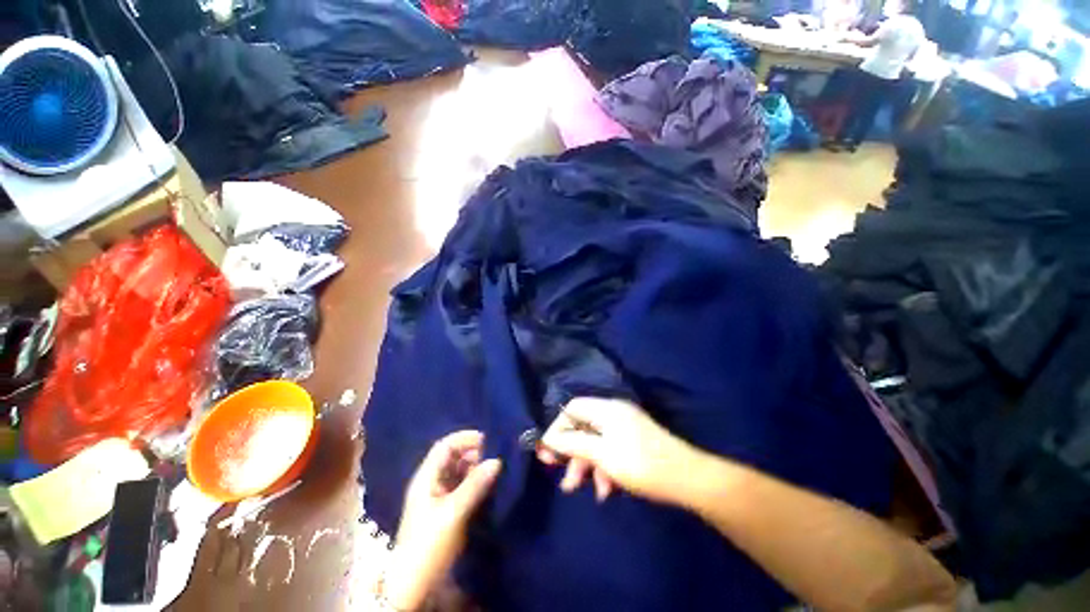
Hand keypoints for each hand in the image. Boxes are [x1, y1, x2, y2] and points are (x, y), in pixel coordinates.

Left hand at [383, 431, 501, 610]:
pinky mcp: (445, 510)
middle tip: (494, 454)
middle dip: (473, 452)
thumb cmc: (429, 544)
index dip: (464, 438)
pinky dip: (474, 481)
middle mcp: (431, 483)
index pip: (444, 446)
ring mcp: (437, 497)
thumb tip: (497, 460)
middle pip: (452, 457)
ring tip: (494, 468)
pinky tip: (488, 484)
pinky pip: (461, 487)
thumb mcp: (453, 513)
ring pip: (458, 472)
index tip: (487, 439)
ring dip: (475, 467)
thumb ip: (475, 485)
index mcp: (426, 478)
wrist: (414, 586)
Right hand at [537, 397, 706, 507]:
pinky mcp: (633, 442)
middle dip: (572, 452)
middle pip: (583, 427)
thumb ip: (573, 444)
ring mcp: (625, 427)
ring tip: (587, 490)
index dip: (558, 427)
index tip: (548, 451)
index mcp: (606, 408)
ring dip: (588, 465)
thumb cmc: (640, 463)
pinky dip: (604, 468)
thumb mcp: (602, 454)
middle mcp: (614, 413)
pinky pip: (610, 450)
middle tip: (561, 476)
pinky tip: (607, 490)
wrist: (687, 479)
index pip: (572, 408)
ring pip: (596, 442)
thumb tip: (548, 438)